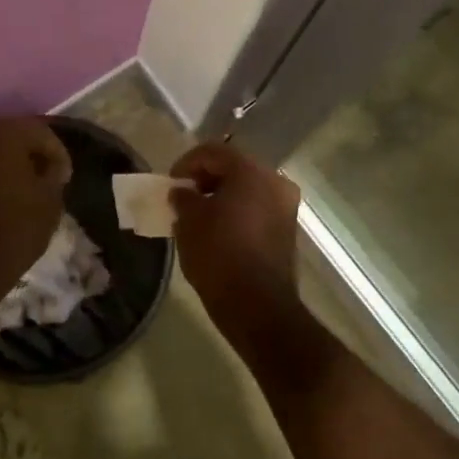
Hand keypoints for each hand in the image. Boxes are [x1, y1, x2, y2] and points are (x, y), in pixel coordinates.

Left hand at [0, 118, 71, 301]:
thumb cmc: (14, 230)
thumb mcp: (50, 202)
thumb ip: (54, 175)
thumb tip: (51, 167)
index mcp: (5, 134)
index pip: (40, 131)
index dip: (58, 153)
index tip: (65, 178)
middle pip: (11, 137)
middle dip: (30, 155)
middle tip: (46, 179)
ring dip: (7, 167)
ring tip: (23, 192)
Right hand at [168, 143, 303, 346]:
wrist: (258, 307)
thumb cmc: (219, 255)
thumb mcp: (189, 222)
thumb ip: (183, 197)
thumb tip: (183, 192)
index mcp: (251, 171)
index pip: (214, 151)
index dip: (187, 163)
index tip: (171, 183)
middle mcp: (275, 181)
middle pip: (234, 167)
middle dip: (206, 178)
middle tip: (183, 196)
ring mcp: (285, 205)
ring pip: (248, 188)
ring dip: (222, 195)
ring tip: (198, 214)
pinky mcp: (287, 228)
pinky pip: (257, 207)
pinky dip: (238, 210)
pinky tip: (218, 228)